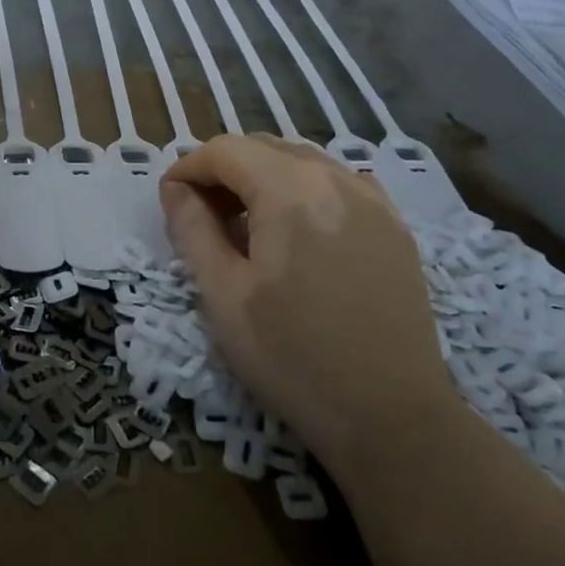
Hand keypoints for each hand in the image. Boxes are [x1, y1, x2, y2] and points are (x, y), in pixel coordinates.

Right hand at [160, 136, 448, 457]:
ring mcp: (374, 200)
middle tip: (202, 217)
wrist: (392, 418)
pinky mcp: (395, 227)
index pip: (224, 150)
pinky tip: (296, 235)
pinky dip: (303, 192)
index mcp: (291, 189)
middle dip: (223, 171)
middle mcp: (336, 178)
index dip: (187, 168)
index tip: (170, 203)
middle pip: (263, 147)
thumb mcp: (223, 295)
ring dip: (262, 179)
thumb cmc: (293, 357)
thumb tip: (176, 190)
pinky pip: (337, 184)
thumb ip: (193, 229)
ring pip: (301, 162)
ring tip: (245, 227)